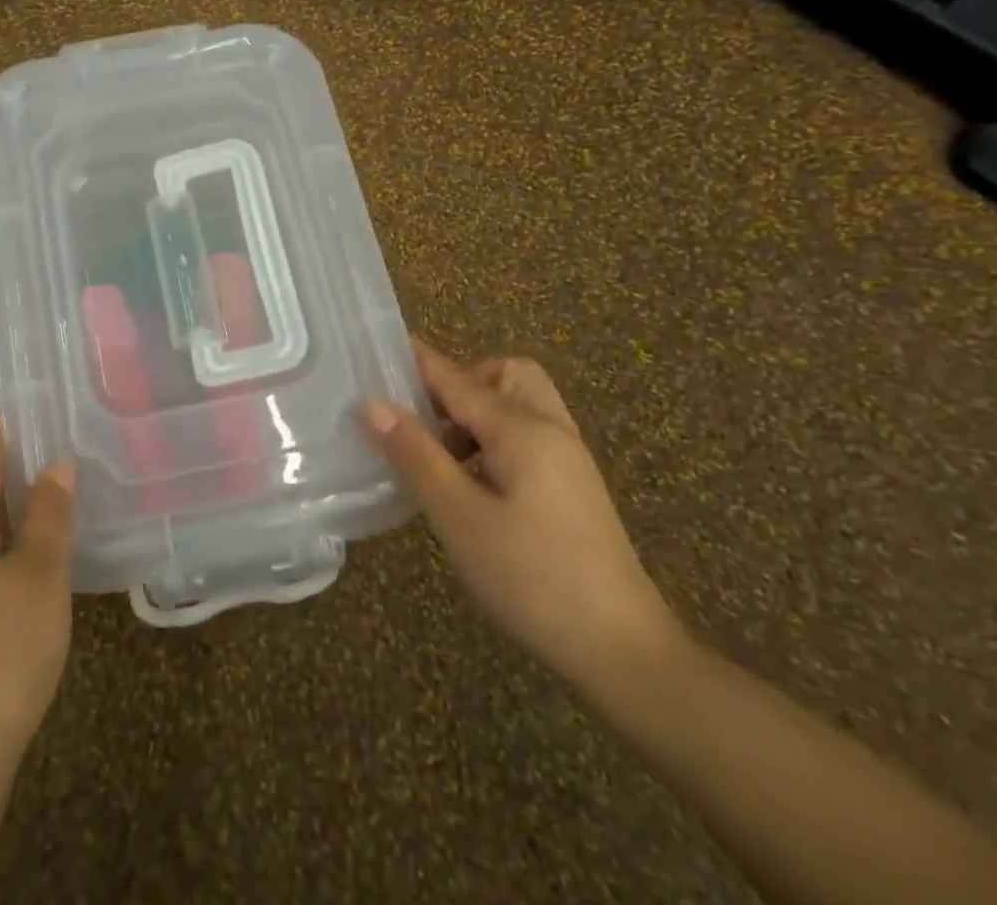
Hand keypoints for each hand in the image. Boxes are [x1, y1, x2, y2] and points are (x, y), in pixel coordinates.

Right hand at [366, 338, 680, 687]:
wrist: (624, 651)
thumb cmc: (532, 578)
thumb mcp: (459, 517)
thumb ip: (415, 455)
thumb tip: (372, 404)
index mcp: (522, 429)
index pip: (458, 379)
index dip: (418, 362)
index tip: (378, 346)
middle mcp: (550, 429)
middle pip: (503, 375)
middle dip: (461, 383)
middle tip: (425, 418)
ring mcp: (568, 457)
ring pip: (519, 404)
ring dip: (476, 413)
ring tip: (441, 456)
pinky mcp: (573, 485)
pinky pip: (528, 434)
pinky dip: (495, 438)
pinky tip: (473, 481)